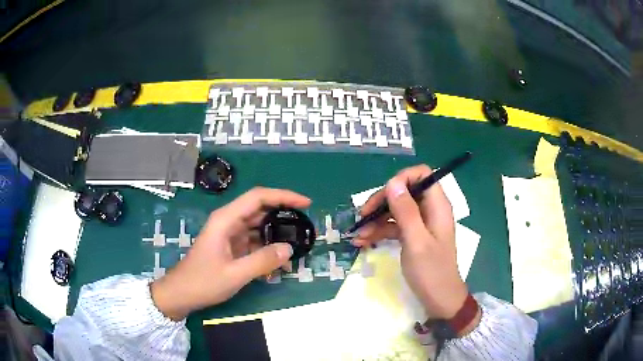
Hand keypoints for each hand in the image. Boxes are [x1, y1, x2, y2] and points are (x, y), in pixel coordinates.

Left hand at [151, 187, 310, 320]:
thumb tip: (289, 249)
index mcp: (226, 220)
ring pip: (259, 226)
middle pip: (260, 210)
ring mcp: (229, 234)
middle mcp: (228, 222)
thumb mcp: (234, 274)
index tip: (306, 203)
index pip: (258, 197)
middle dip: (284, 215)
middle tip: (305, 226)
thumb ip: (262, 261)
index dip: (283, 196)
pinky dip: (267, 248)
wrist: (181, 294)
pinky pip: (254, 242)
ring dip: (277, 234)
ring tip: (297, 244)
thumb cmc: (203, 282)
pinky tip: (279, 261)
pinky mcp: (231, 247)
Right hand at [353, 165, 472, 322]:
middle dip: (382, 202)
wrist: (439, 300)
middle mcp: (429, 210)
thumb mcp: (416, 241)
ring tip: (358, 235)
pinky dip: (379, 231)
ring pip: (396, 210)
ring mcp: (420, 224)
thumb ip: (406, 211)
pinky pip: (394, 226)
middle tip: (362, 216)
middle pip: (404, 192)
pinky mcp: (413, 236)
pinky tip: (363, 242)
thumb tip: (392, 182)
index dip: (402, 179)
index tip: (383, 195)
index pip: (422, 175)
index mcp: (437, 206)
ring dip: (376, 220)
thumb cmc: (431, 271)